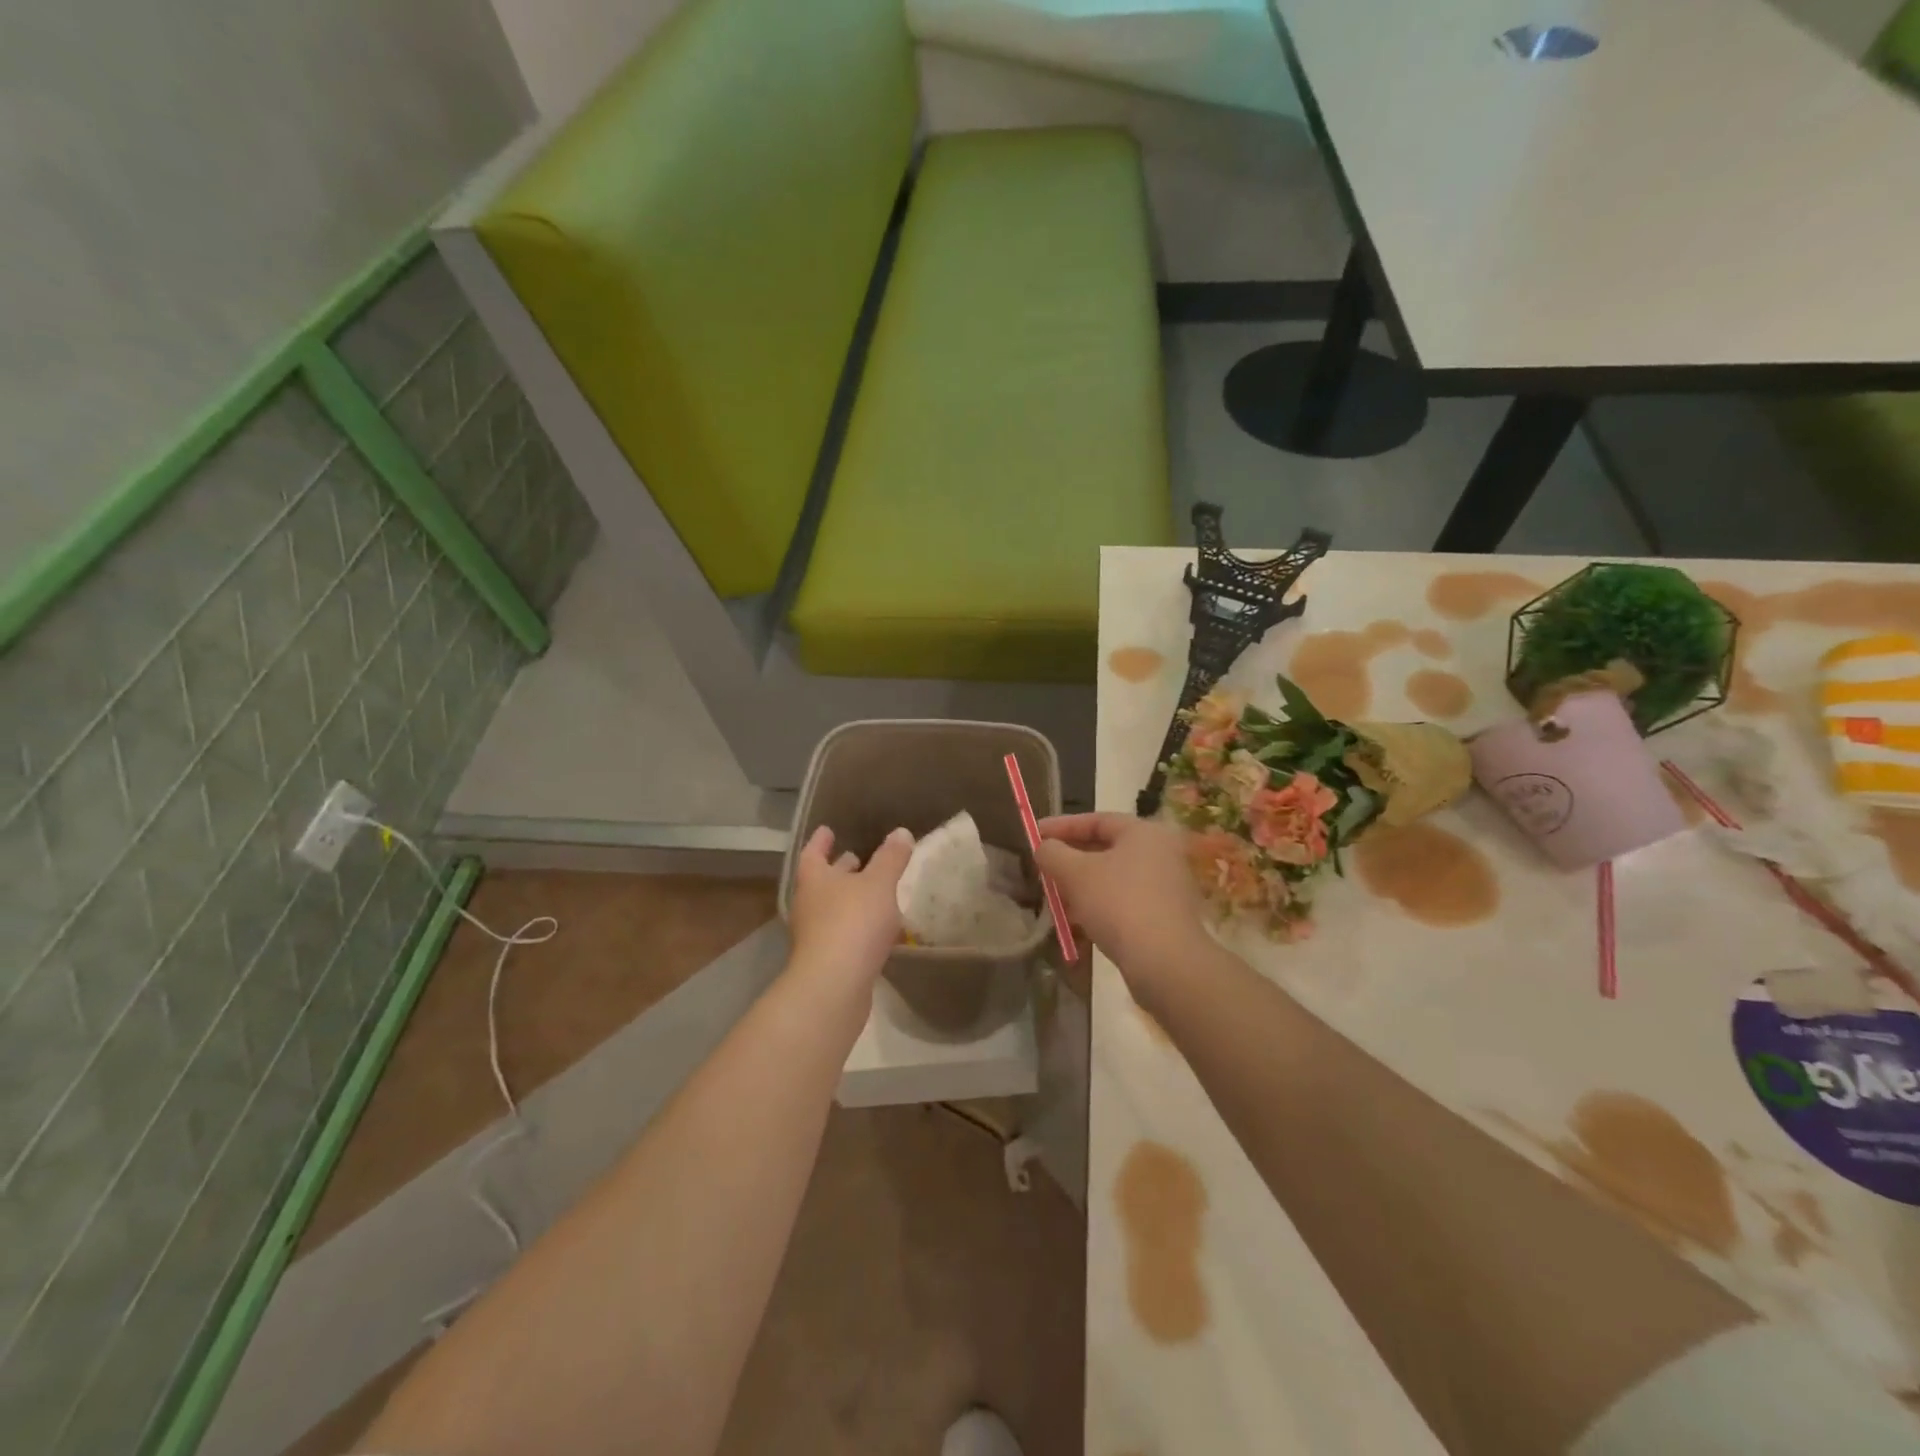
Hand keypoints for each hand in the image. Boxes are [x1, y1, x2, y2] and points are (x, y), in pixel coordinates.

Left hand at [787, 826, 913, 994]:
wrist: (834, 986)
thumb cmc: (853, 923)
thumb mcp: (879, 884)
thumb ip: (891, 858)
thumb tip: (900, 832)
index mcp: (815, 879)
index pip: (813, 852)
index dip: (821, 841)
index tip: (828, 830)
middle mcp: (809, 904)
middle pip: (822, 881)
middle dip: (839, 869)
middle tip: (857, 858)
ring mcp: (814, 936)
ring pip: (832, 908)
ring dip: (849, 898)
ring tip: (873, 892)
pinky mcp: (827, 961)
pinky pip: (843, 934)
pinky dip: (857, 926)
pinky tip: (877, 929)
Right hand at [1036, 814, 1207, 1001]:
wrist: (1165, 962)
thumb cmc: (1118, 904)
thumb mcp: (1075, 873)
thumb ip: (1053, 853)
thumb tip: (1044, 847)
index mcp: (1144, 833)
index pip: (1096, 820)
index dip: (1062, 826)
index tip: (1034, 834)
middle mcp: (1160, 853)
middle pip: (1105, 849)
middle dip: (1069, 860)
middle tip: (1043, 868)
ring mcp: (1166, 887)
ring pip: (1112, 878)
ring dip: (1081, 886)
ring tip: (1054, 899)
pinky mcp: (1164, 917)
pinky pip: (1123, 901)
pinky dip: (1098, 905)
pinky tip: (1077, 922)